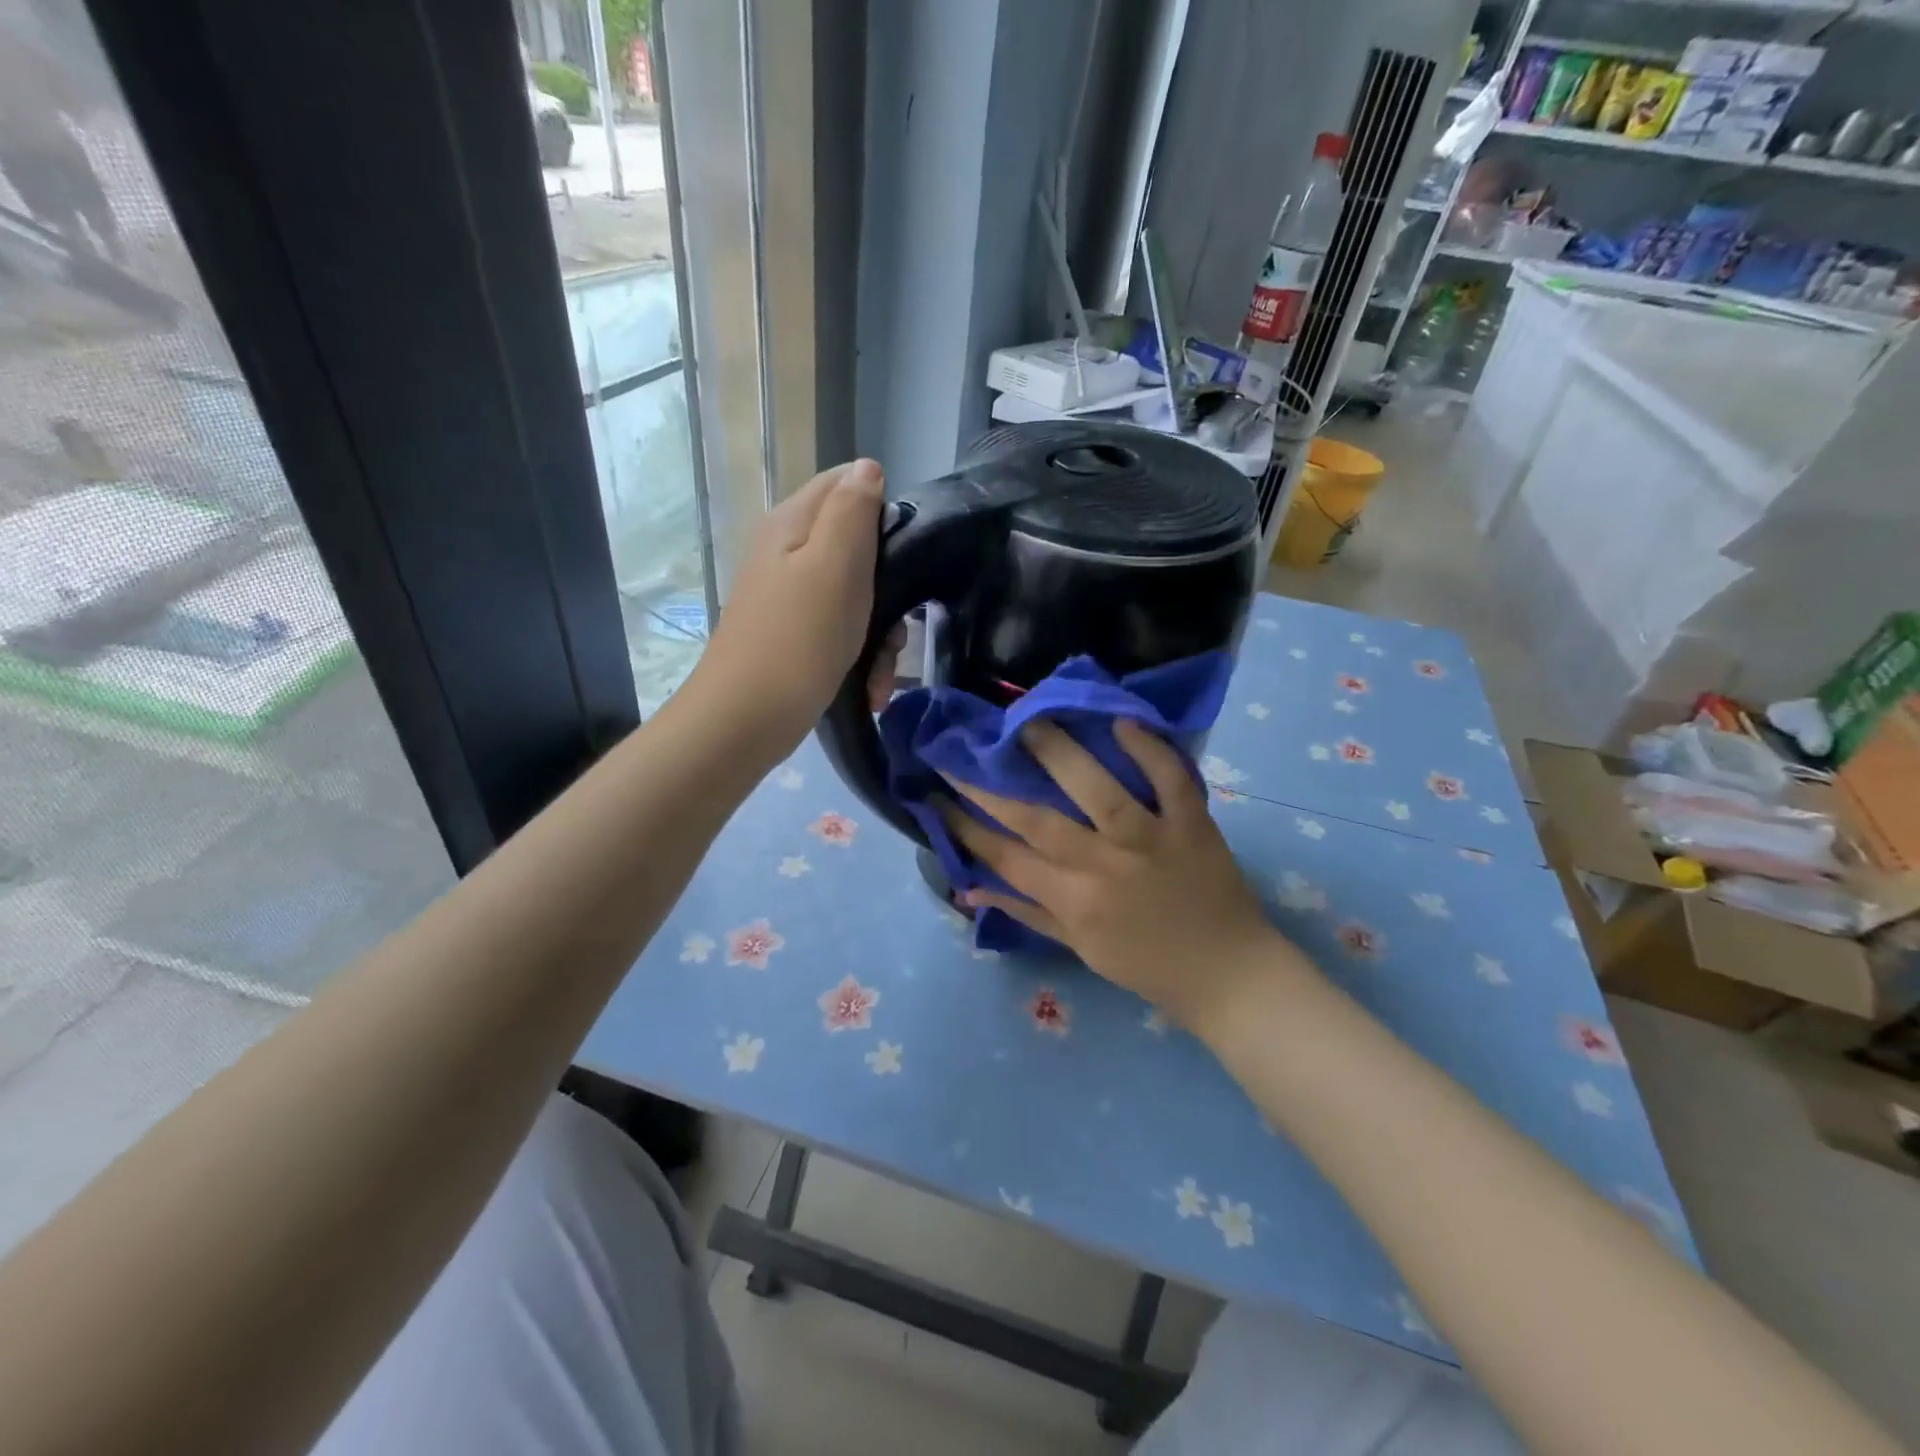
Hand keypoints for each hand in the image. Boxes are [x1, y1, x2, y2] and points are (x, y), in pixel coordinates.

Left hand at [691, 458, 902, 754]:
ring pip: (855, 596)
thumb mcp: (835, 565)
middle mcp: (787, 552)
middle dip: (888, 588)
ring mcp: (789, 596)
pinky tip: (869, 688)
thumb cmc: (799, 640)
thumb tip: (867, 468)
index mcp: (793, 523)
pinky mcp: (794, 635)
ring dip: (879, 634)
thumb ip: (853, 511)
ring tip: (882, 671)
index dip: (883, 512)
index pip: (846, 484)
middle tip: (896, 626)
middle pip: (857, 547)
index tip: (903, 556)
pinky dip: (860, 657)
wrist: (746, 720)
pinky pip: (840, 631)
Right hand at [939, 718, 1302, 1032]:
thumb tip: (970, 890)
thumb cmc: (1147, 966)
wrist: (1229, 974)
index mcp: (1075, 901)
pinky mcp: (1193, 823)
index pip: (1006, 858)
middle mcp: (1105, 865)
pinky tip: (1121, 722)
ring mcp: (1151, 839)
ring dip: (1059, 752)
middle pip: (1036, 819)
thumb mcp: (1080, 949)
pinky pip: (1171, 779)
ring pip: (1098, 789)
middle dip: (989, 787)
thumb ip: (1026, 913)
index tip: (937, 796)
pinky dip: (1150, 749)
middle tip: (960, 752)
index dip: (966, 827)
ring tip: (1027, 721)